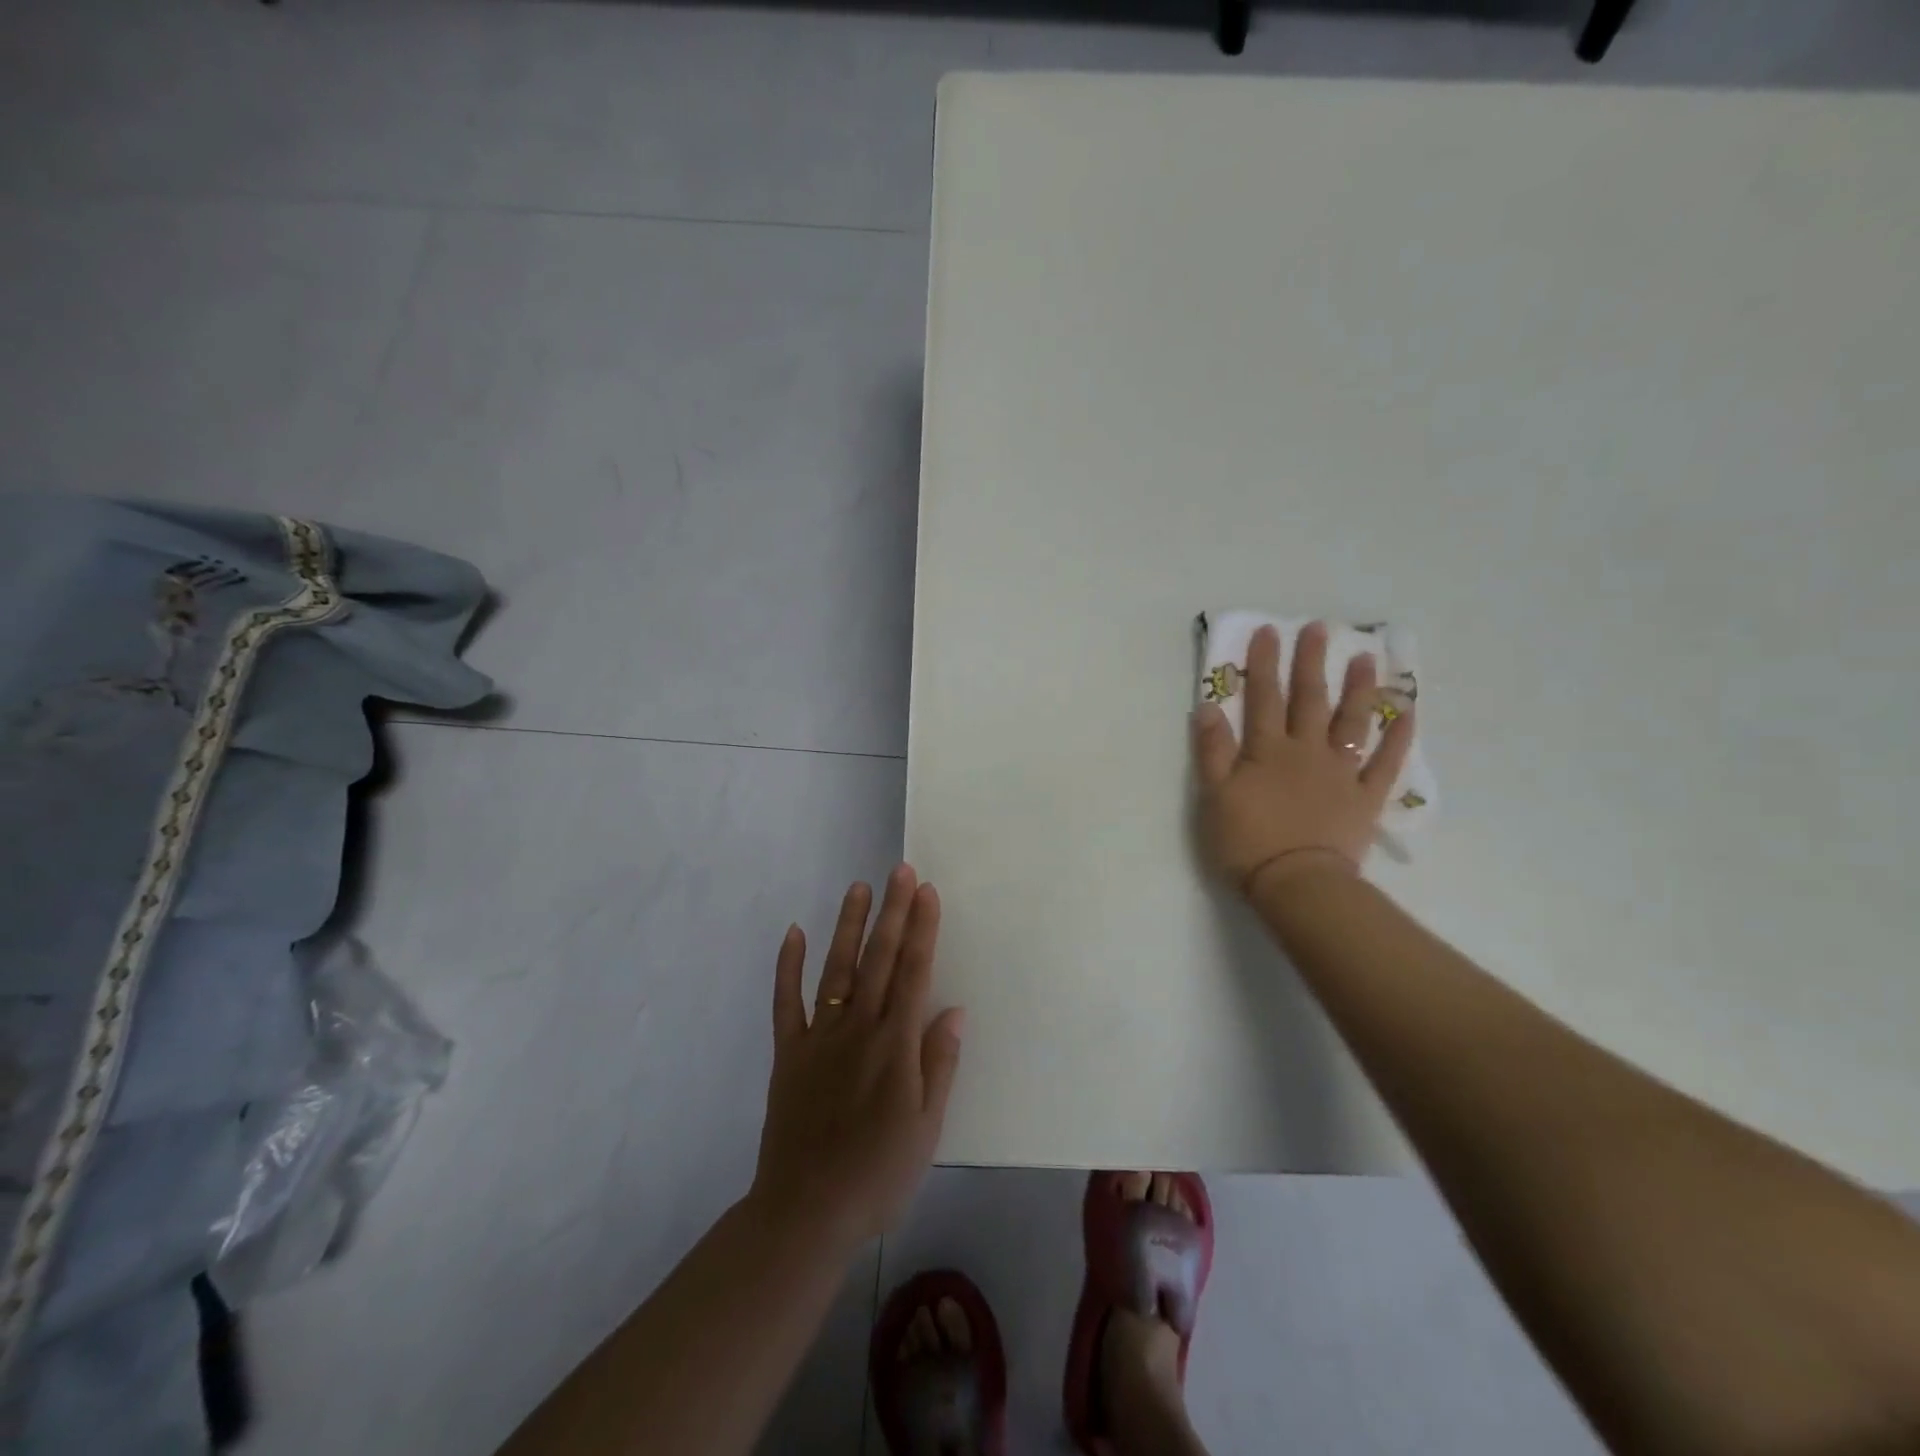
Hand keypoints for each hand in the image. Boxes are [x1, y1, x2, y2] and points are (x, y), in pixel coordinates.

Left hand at [749, 866, 964, 1248]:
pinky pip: (786, 1002)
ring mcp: (819, 1037)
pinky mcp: (788, 1053)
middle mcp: (858, 1029)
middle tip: (901, 871)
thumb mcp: (926, 1129)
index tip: (927, 892)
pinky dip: (788, 966)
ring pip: (837, 969)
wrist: (806, 1212)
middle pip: (880, 960)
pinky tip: (794, 932)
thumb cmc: (878, 1175)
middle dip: (893, 912)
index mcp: (895, 1046)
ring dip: (849, 926)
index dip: (922, 929)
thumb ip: (939, 1065)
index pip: (914, 973)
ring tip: (859, 888)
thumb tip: (953, 1011)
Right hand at [1191, 621, 1413, 897]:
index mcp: (1267, 750)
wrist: (1297, 883)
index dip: (1263, 664)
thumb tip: (1208, 705)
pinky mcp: (1365, 797)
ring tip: (1365, 658)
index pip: (1263, 698)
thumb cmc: (1247, 841)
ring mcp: (1341, 772)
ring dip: (1358, 688)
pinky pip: (1386, 763)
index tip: (1268, 631)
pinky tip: (1407, 713)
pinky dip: (1398, 737)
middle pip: (1309, 700)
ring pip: (1351, 722)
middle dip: (1310, 662)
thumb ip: (1212, 750)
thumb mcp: (1214, 795)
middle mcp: (1307, 751)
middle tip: (1317, 628)